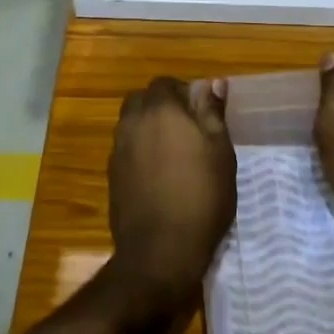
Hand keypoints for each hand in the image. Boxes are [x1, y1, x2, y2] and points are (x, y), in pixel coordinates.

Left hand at [106, 76, 236, 317]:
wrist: (160, 251)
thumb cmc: (201, 197)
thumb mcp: (221, 152)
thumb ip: (212, 113)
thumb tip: (212, 83)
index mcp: (160, 110)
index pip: (165, 83)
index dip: (184, 92)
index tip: (202, 111)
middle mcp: (132, 122)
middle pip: (143, 100)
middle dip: (162, 106)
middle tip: (188, 129)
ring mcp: (117, 149)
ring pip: (132, 124)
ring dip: (149, 128)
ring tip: (175, 153)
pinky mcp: (112, 174)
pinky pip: (126, 149)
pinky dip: (140, 152)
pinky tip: (159, 175)